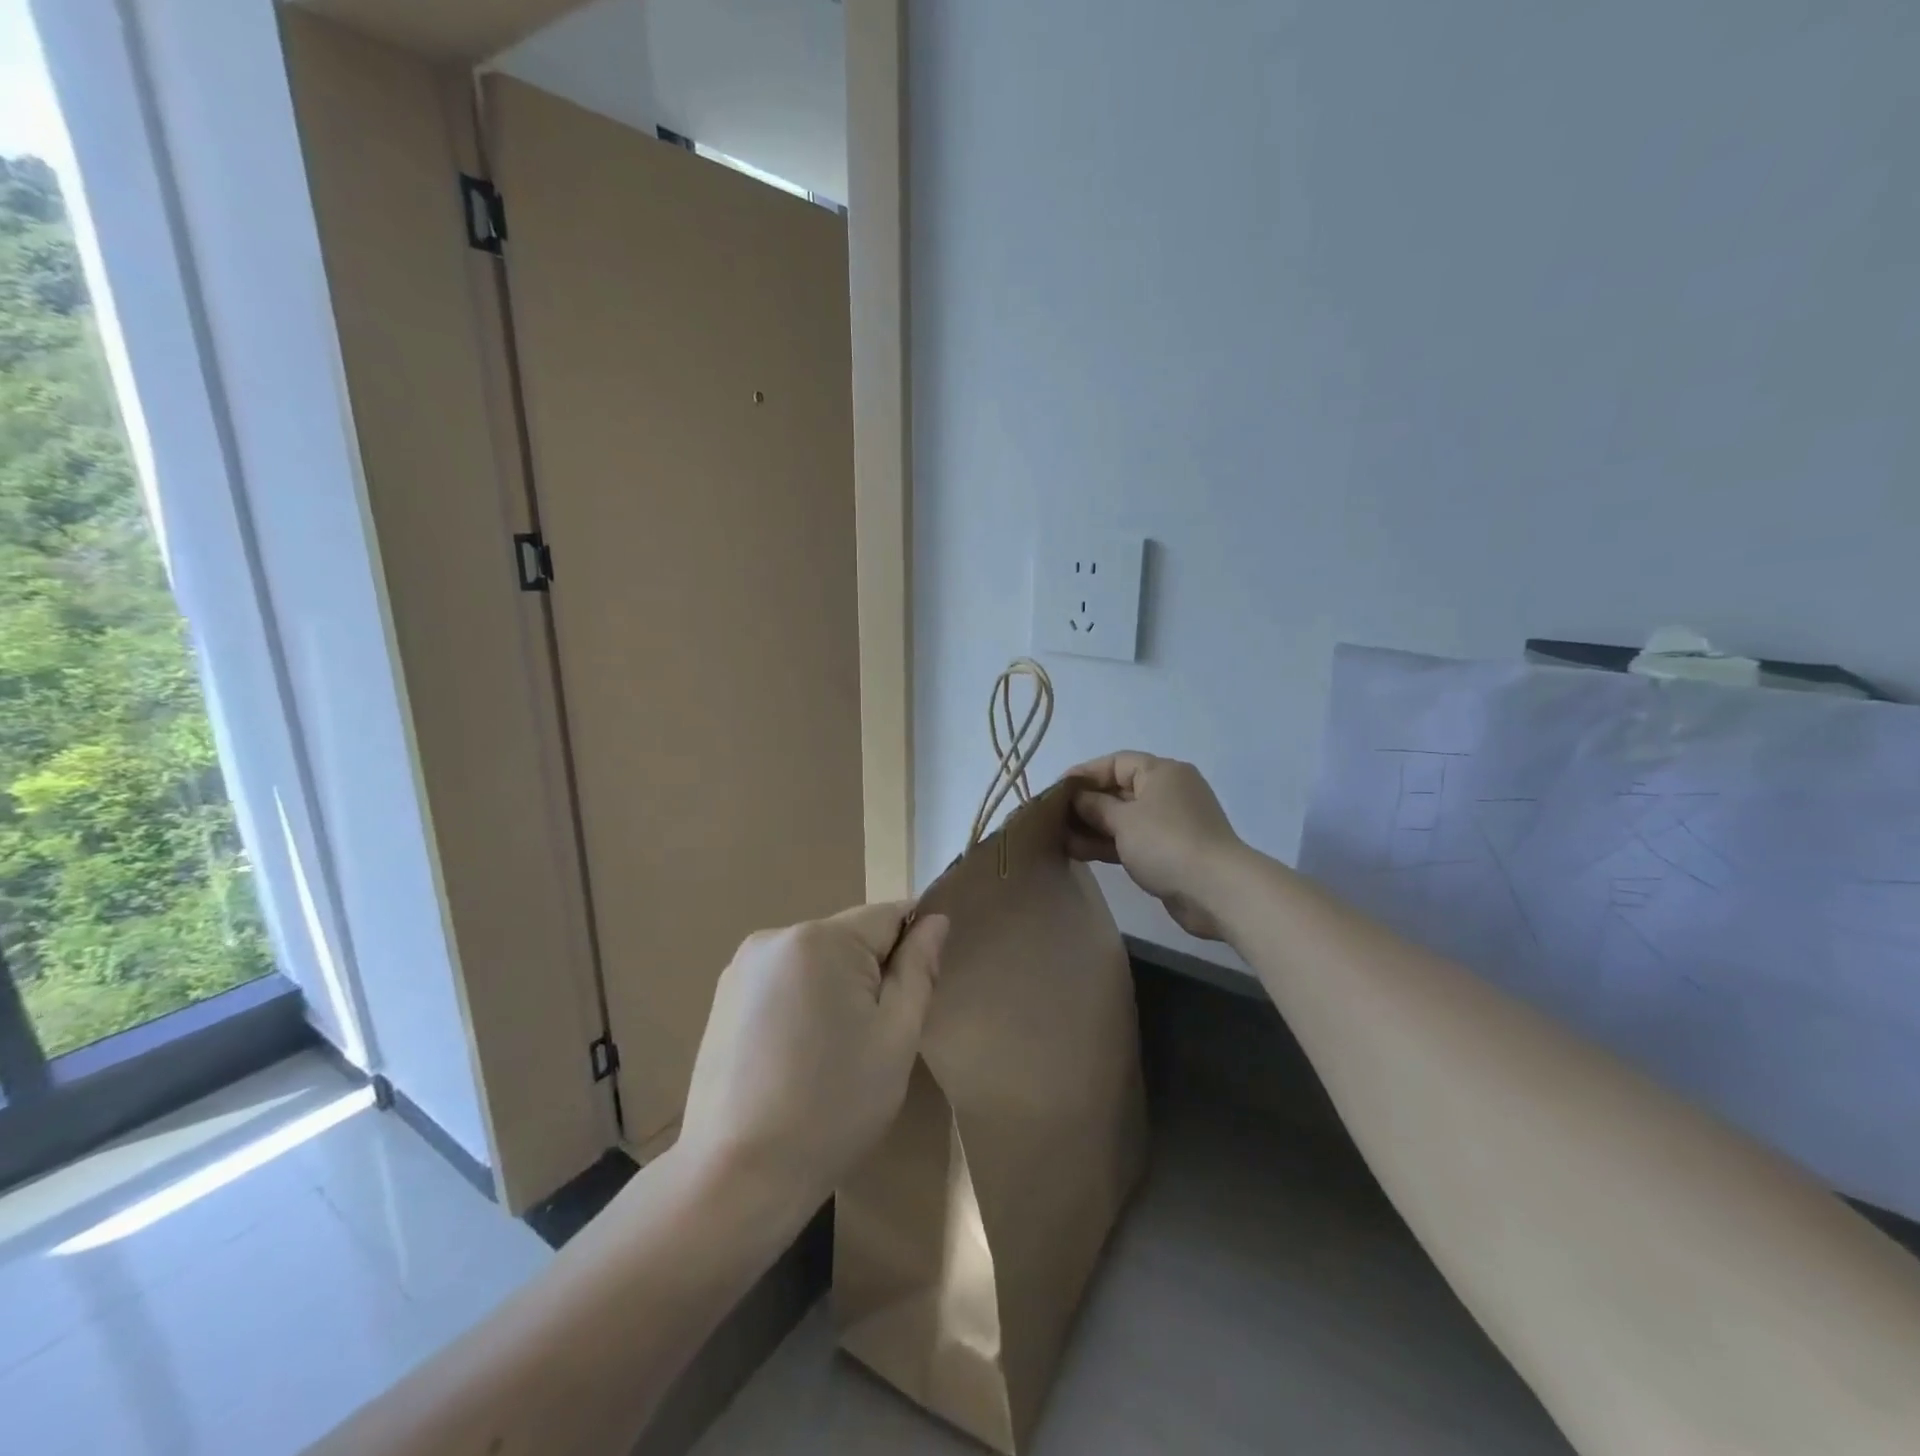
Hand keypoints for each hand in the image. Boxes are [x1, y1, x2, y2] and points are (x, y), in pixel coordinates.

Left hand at [678, 903, 948, 1208]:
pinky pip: (784, 981)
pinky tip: (796, 1057)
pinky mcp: (723, 997)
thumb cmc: (832, 1107)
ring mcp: (742, 967)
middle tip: (875, 1038)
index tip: (913, 999)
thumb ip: (918, 969)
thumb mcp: (896, 1037)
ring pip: (818, 960)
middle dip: (872, 974)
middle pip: (851, 937)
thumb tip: (935, 920)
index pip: (890, 916)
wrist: (736, 1177)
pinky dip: (802, 1004)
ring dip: (836, 989)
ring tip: (833, 1053)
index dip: (912, 950)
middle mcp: (776, 936)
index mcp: (821, 939)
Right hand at [1068, 752, 1241, 940]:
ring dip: (1094, 827)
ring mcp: (1172, 823)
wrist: (1216, 890)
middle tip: (1054, 817)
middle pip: (1120, 790)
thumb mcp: (1123, 820)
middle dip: (1087, 803)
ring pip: (1125, 818)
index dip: (1085, 773)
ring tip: (1061, 838)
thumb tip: (1078, 798)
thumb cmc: (1166, 842)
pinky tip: (1081, 852)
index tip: (1057, 789)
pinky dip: (1110, 844)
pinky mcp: (1171, 851)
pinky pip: (1134, 839)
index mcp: (1162, 772)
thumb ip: (1095, 806)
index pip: (1116, 762)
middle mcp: (1169, 792)